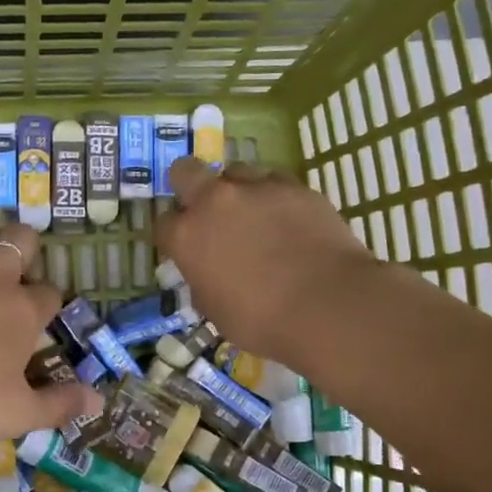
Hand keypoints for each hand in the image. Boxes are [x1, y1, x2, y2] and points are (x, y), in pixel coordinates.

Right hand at [156, 156, 382, 365]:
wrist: (327, 305)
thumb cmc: (262, 321)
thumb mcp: (215, 311)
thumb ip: (203, 281)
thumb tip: (208, 272)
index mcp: (187, 236)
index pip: (163, 224)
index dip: (173, 235)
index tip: (185, 247)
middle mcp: (214, 201)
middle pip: (186, 171)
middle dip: (189, 185)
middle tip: (206, 208)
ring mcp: (256, 188)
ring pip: (235, 171)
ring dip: (237, 189)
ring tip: (255, 214)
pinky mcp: (295, 186)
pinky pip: (275, 181)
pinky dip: (275, 196)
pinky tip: (288, 218)